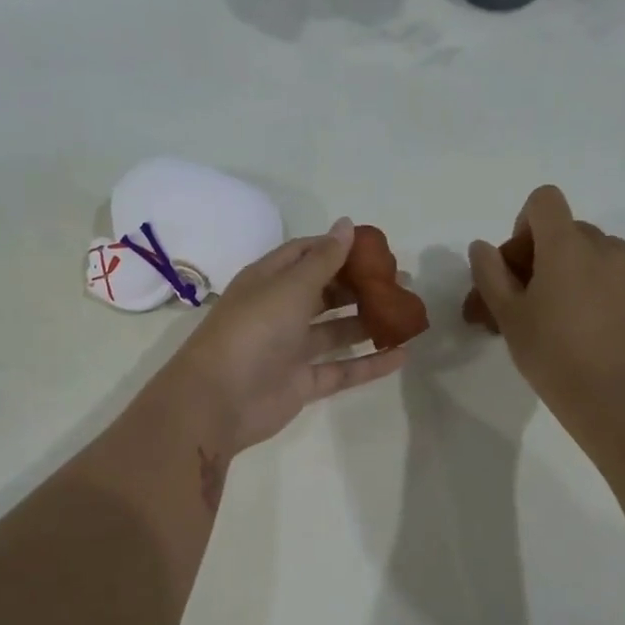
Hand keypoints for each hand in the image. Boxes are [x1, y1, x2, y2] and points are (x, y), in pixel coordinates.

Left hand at [157, 218, 406, 453]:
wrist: (219, 400)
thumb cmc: (253, 331)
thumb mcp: (290, 287)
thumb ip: (323, 260)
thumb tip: (347, 224)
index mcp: (268, 281)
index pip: (305, 254)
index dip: (338, 248)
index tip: (376, 249)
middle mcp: (279, 311)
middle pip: (325, 292)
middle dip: (360, 285)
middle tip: (401, 282)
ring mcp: (290, 349)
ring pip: (335, 331)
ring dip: (368, 322)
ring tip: (406, 313)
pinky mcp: (302, 384)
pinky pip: (342, 370)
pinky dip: (369, 364)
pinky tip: (402, 355)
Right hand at [467, 186, 624, 423]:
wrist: (614, 397)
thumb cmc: (551, 355)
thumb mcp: (508, 316)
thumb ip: (490, 273)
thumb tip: (482, 246)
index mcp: (565, 246)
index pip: (545, 201)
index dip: (527, 224)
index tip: (522, 264)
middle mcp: (606, 245)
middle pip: (572, 231)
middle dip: (552, 255)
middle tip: (538, 299)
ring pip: (603, 253)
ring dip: (585, 271)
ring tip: (576, 315)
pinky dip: (617, 287)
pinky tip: (608, 322)